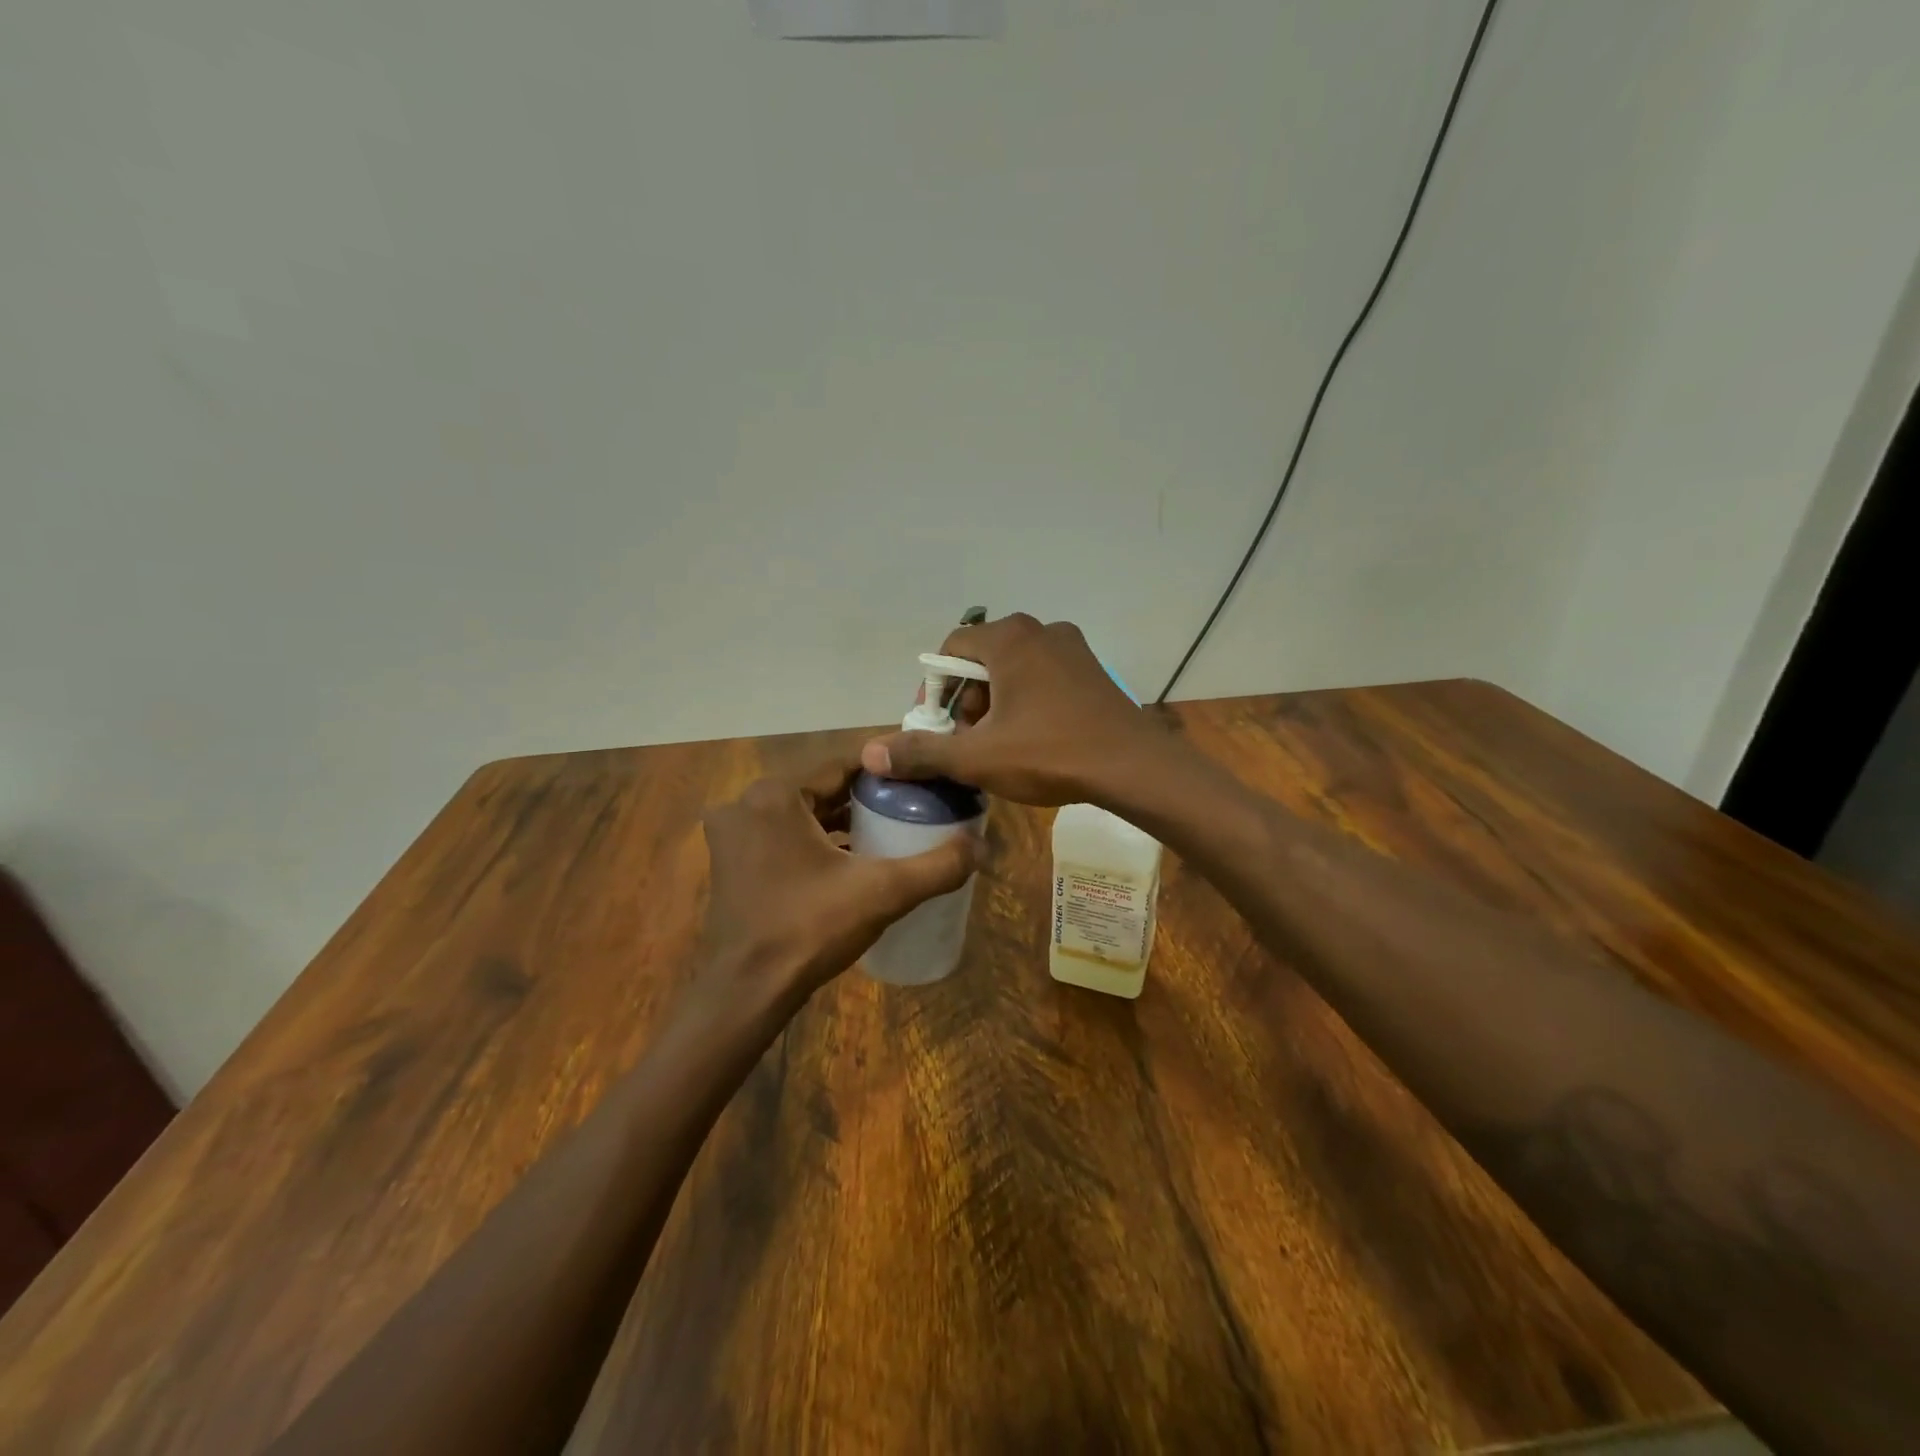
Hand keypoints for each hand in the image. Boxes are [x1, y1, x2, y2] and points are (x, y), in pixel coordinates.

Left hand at [694, 753, 980, 1015]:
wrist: (747, 992)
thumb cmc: (810, 929)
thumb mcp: (883, 892)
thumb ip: (937, 866)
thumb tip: (983, 847)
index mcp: (775, 795)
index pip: (843, 765)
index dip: (887, 771)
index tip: (923, 779)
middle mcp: (746, 804)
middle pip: (822, 789)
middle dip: (866, 798)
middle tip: (911, 806)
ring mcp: (733, 835)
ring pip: (802, 814)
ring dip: (841, 820)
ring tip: (889, 830)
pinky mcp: (731, 863)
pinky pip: (783, 836)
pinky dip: (815, 842)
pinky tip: (850, 859)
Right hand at [860, 614, 1174, 807]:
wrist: (1134, 767)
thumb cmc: (1050, 753)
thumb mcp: (979, 757)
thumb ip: (923, 752)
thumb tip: (870, 754)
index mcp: (1009, 638)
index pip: (952, 649)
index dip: (936, 689)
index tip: (937, 725)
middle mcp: (1041, 630)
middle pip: (983, 659)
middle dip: (968, 700)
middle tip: (968, 741)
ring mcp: (1073, 648)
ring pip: (1015, 669)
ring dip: (997, 703)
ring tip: (998, 745)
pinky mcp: (1093, 670)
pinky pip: (1044, 677)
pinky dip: (1027, 701)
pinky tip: (1034, 738)